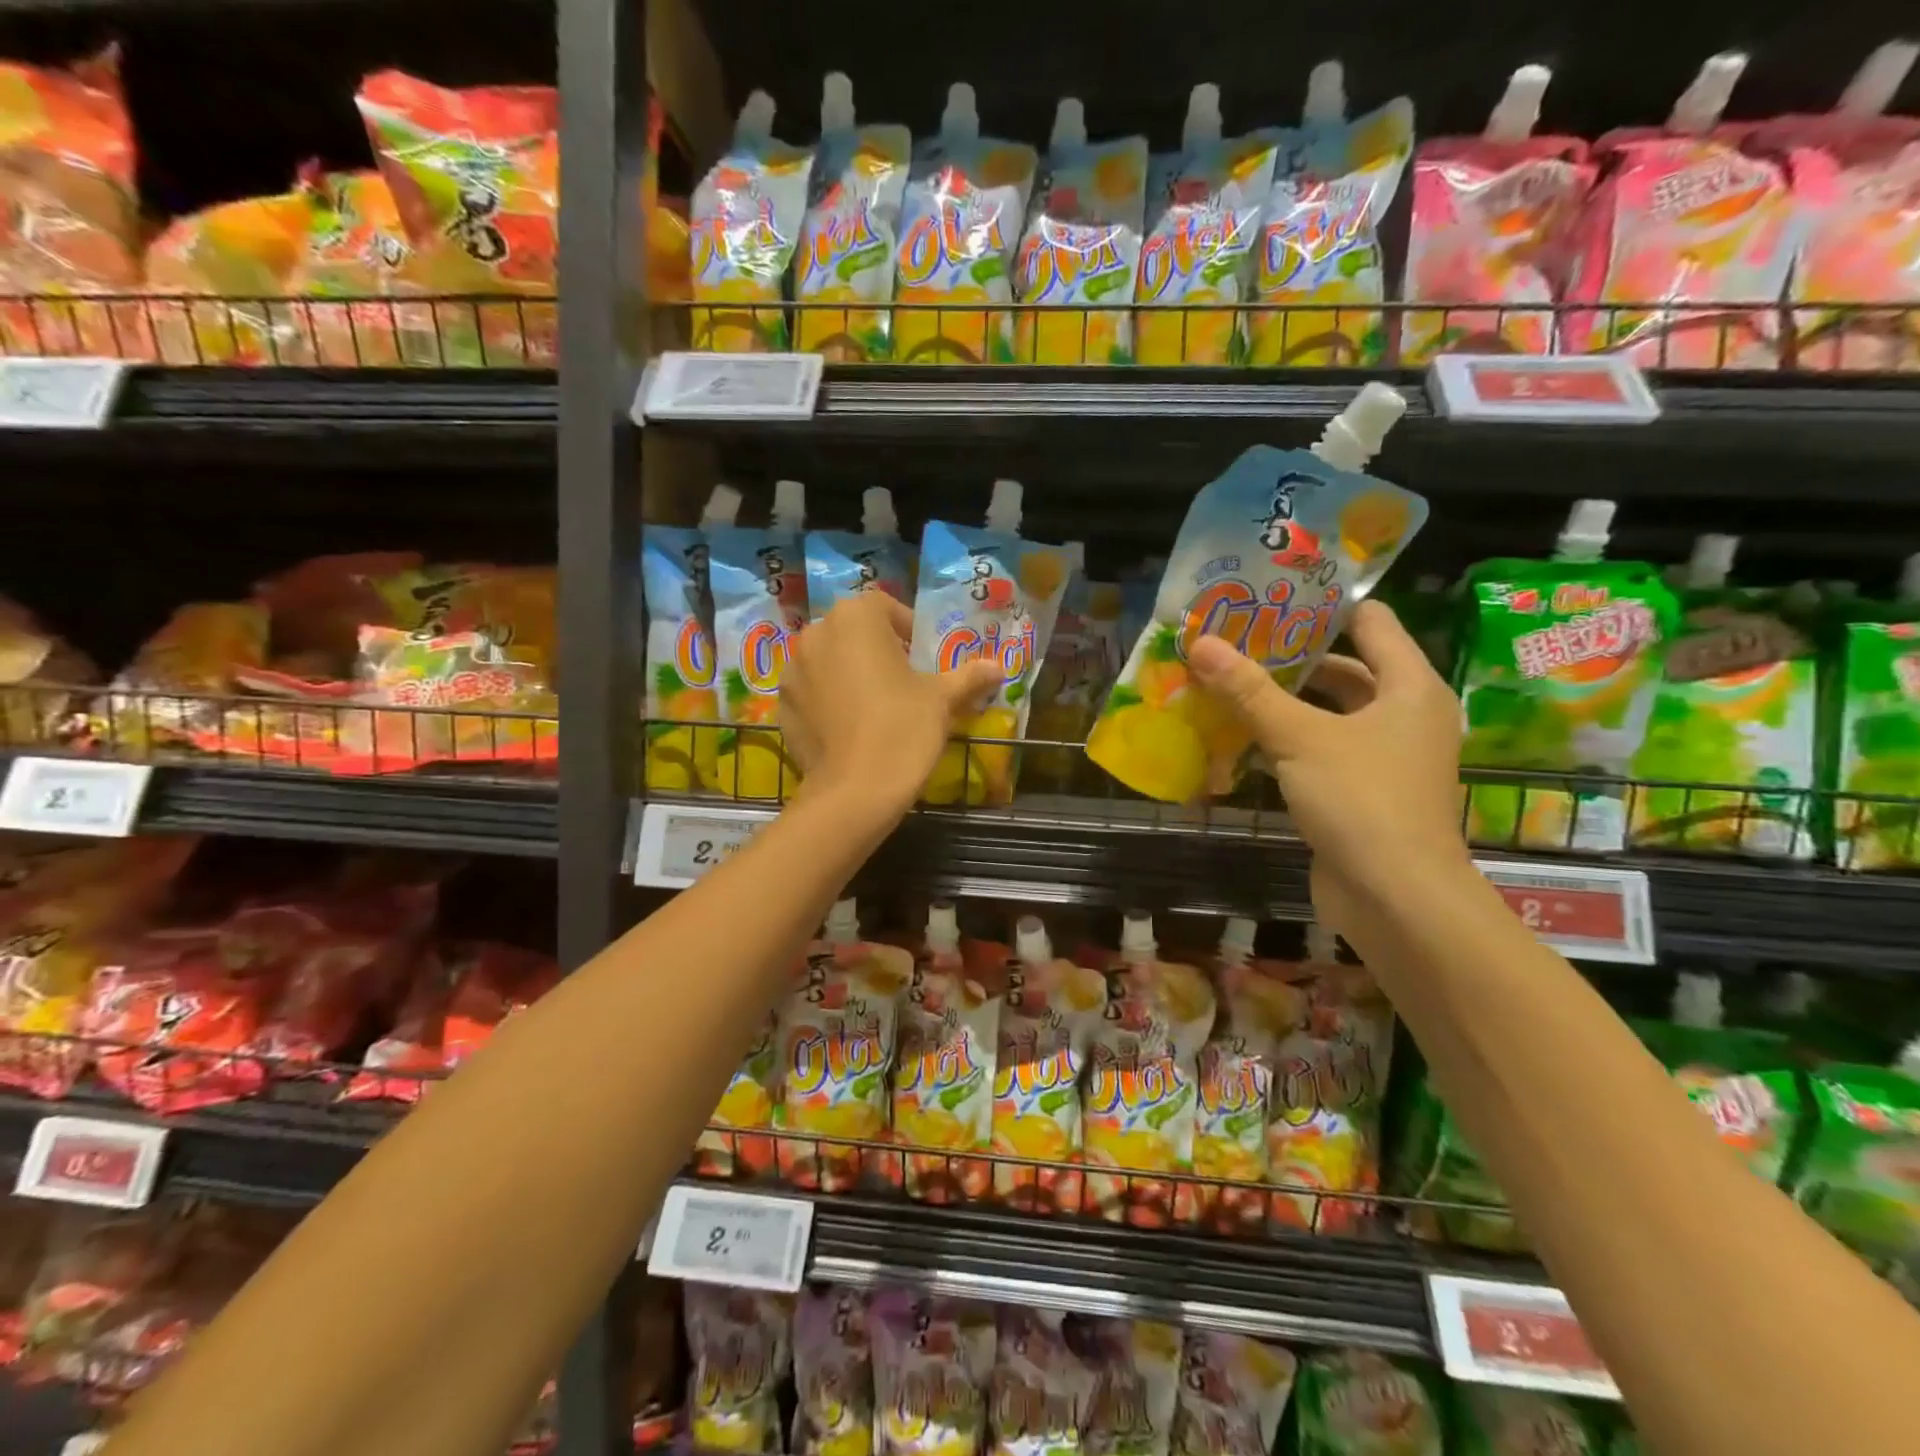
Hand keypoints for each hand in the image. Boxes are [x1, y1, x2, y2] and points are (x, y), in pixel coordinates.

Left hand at [780, 593, 1001, 814]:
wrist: (855, 791)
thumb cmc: (903, 729)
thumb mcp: (942, 700)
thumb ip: (968, 676)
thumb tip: (998, 667)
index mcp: (855, 618)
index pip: (883, 606)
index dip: (906, 627)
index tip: (921, 656)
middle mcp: (816, 633)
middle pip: (852, 631)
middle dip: (875, 648)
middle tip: (901, 681)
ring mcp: (793, 670)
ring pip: (828, 660)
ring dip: (849, 672)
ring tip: (873, 705)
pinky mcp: (782, 705)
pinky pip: (811, 691)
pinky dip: (828, 699)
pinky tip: (850, 728)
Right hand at [1186, 600, 1468, 928]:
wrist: (1396, 898)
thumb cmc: (1362, 800)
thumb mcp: (1300, 738)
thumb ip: (1249, 691)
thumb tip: (1200, 642)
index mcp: (1409, 686)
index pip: (1370, 621)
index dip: (1322, 606)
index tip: (1269, 598)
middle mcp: (1403, 714)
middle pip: (1345, 667)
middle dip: (1290, 655)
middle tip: (1234, 640)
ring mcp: (1383, 756)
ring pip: (1328, 712)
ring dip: (1283, 701)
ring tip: (1227, 682)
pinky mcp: (1361, 791)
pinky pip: (1320, 750)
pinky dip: (1286, 741)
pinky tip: (1239, 736)